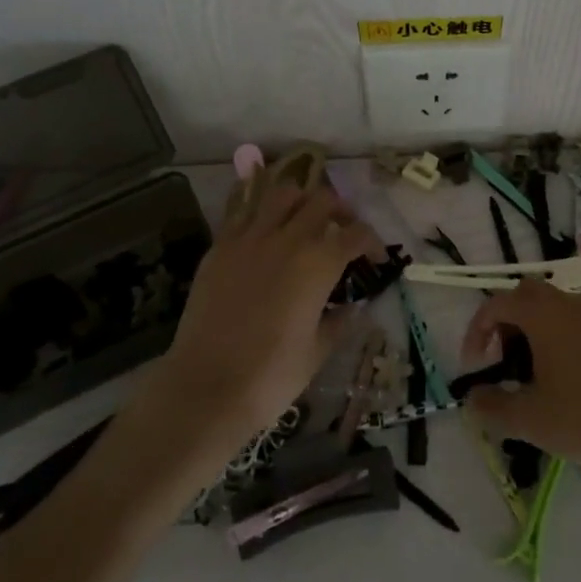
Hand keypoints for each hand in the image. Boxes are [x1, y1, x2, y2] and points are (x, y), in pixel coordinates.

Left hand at [160, 180, 372, 444]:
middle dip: (341, 211)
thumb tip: (352, 307)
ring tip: (305, 220)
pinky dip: (262, 213)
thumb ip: (339, 322)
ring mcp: (249, 239)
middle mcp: (287, 239)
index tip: (374, 259)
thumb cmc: (271, 376)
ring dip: (302, 200)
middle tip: (344, 231)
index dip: (372, 242)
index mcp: (319, 263)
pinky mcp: (219, 247)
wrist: (206, 387)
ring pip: (282, 194)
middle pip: (322, 201)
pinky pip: (244, 213)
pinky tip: (266, 233)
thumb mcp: (317, 352)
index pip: (356, 234)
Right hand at [459, 280, 580, 472]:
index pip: (497, 304)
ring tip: (528, 372)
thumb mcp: (528, 419)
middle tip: (502, 359)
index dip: (477, 330)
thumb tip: (471, 398)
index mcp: (542, 315)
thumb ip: (492, 405)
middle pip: (525, 294)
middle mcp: (567, 304)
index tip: (474, 365)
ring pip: (550, 305)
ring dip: (531, 328)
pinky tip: (560, 376)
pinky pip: (572, 319)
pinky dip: (555, 335)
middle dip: (505, 321)